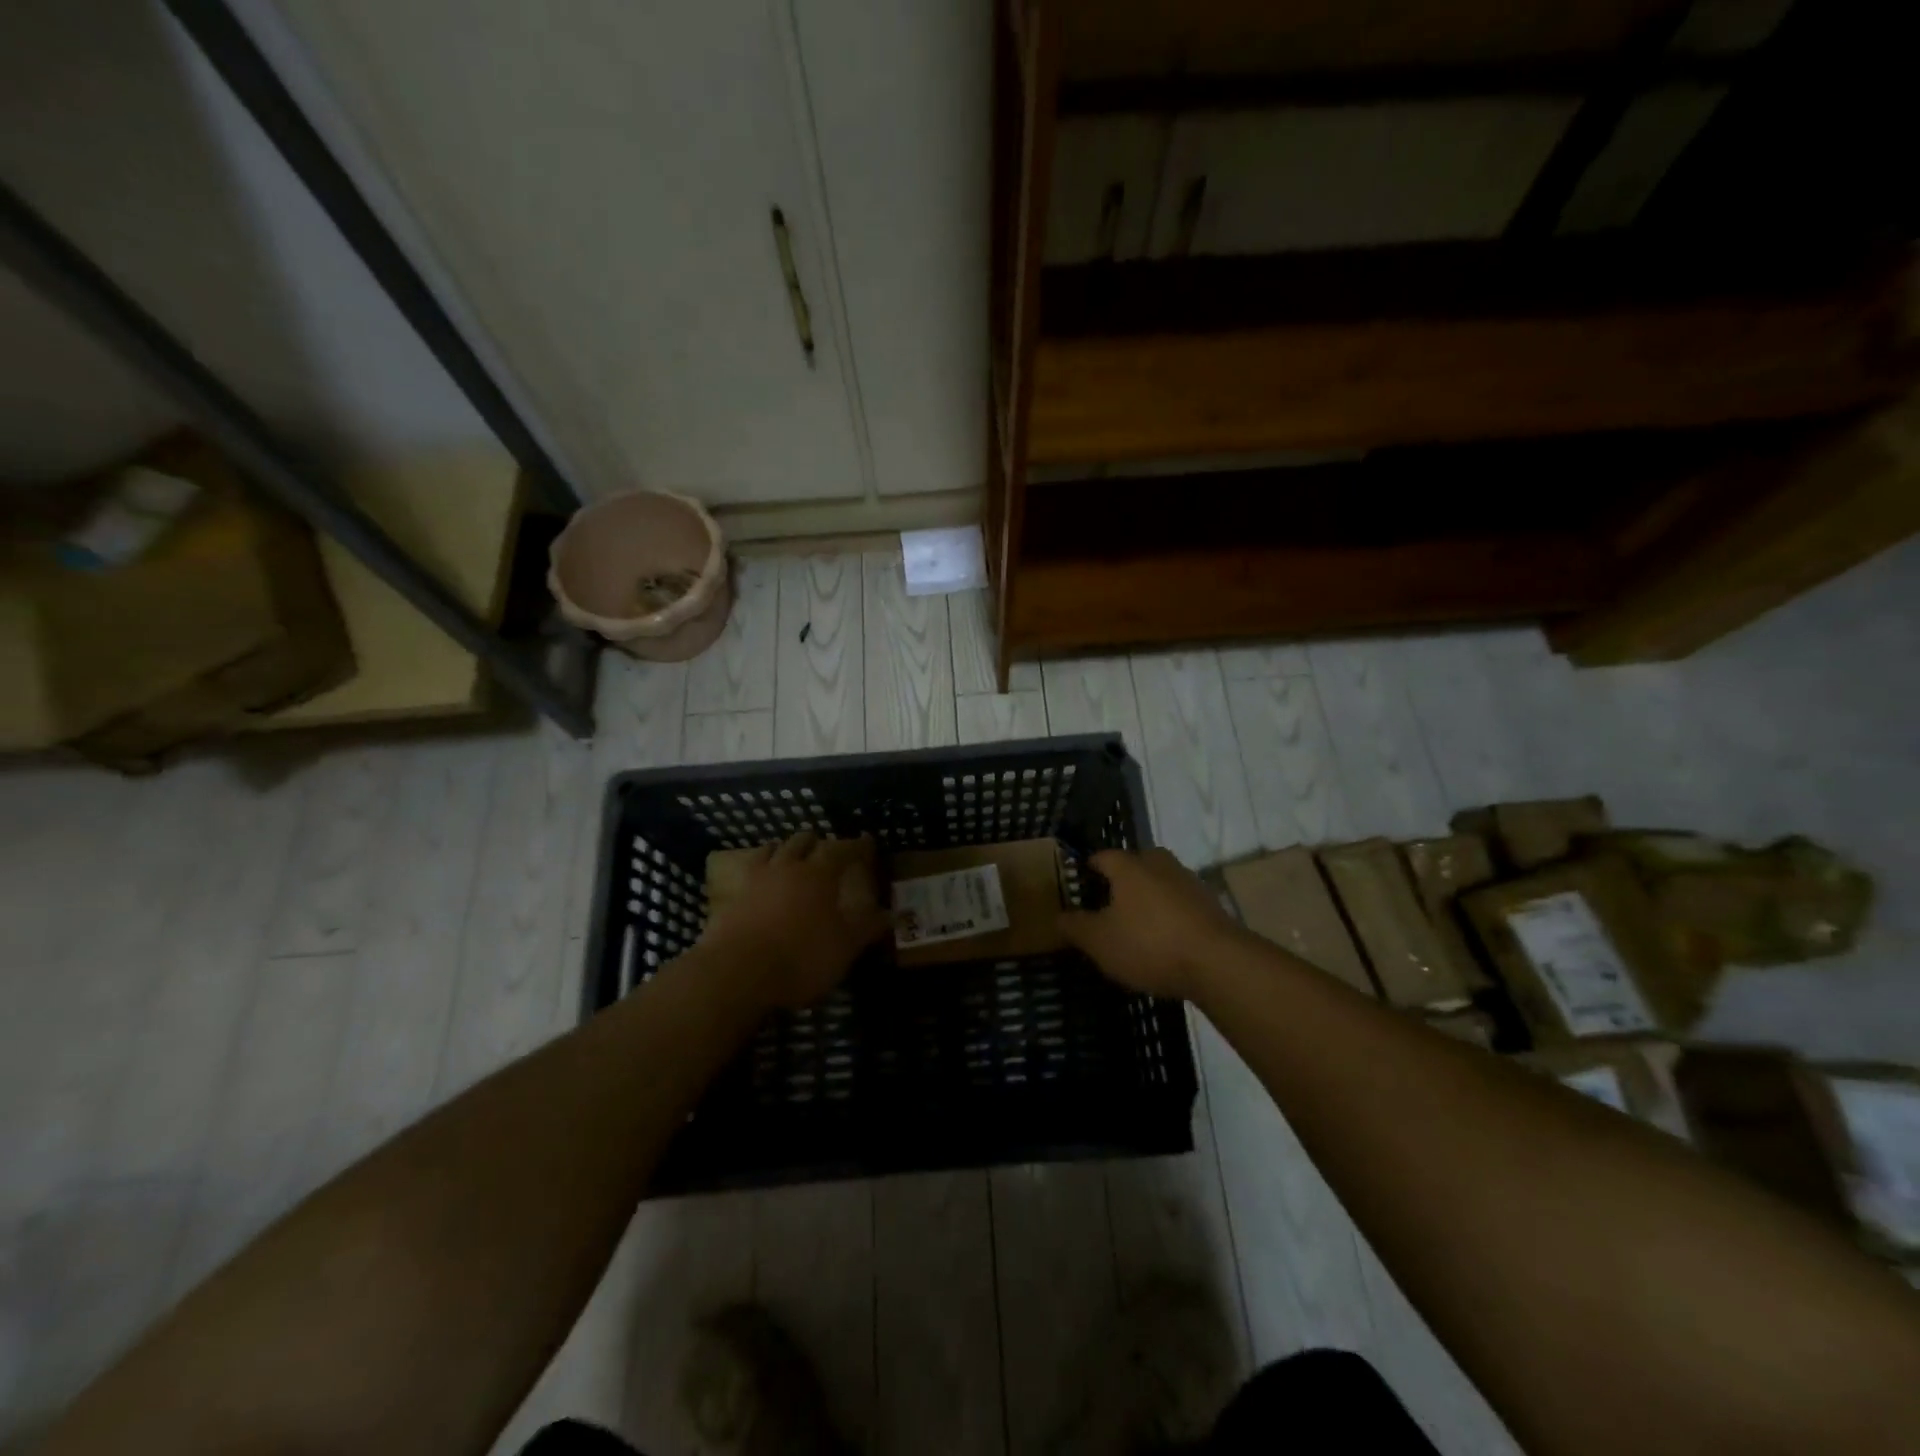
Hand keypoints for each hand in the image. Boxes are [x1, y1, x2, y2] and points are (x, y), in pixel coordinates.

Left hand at [700, 831, 890, 1008]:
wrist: (736, 973)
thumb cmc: (800, 957)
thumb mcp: (844, 948)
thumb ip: (866, 928)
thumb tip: (891, 914)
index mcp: (818, 874)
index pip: (842, 850)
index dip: (857, 846)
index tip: (867, 842)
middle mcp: (787, 867)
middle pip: (803, 842)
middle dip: (817, 842)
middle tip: (826, 850)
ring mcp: (756, 879)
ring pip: (772, 850)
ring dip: (785, 849)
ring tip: (791, 856)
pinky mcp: (731, 896)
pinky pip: (749, 871)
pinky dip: (760, 868)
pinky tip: (761, 880)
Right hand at [1059, 848, 1242, 999]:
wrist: (1219, 963)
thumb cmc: (1149, 944)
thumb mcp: (1099, 941)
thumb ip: (1075, 926)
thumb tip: (1058, 916)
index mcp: (1129, 866)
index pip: (1101, 856)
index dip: (1087, 869)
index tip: (1078, 884)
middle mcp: (1159, 864)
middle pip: (1135, 864)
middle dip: (1121, 880)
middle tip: (1107, 904)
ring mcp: (1189, 882)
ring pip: (1160, 882)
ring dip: (1147, 898)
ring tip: (1135, 924)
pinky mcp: (1211, 905)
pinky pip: (1179, 903)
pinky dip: (1169, 915)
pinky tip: (1164, 939)